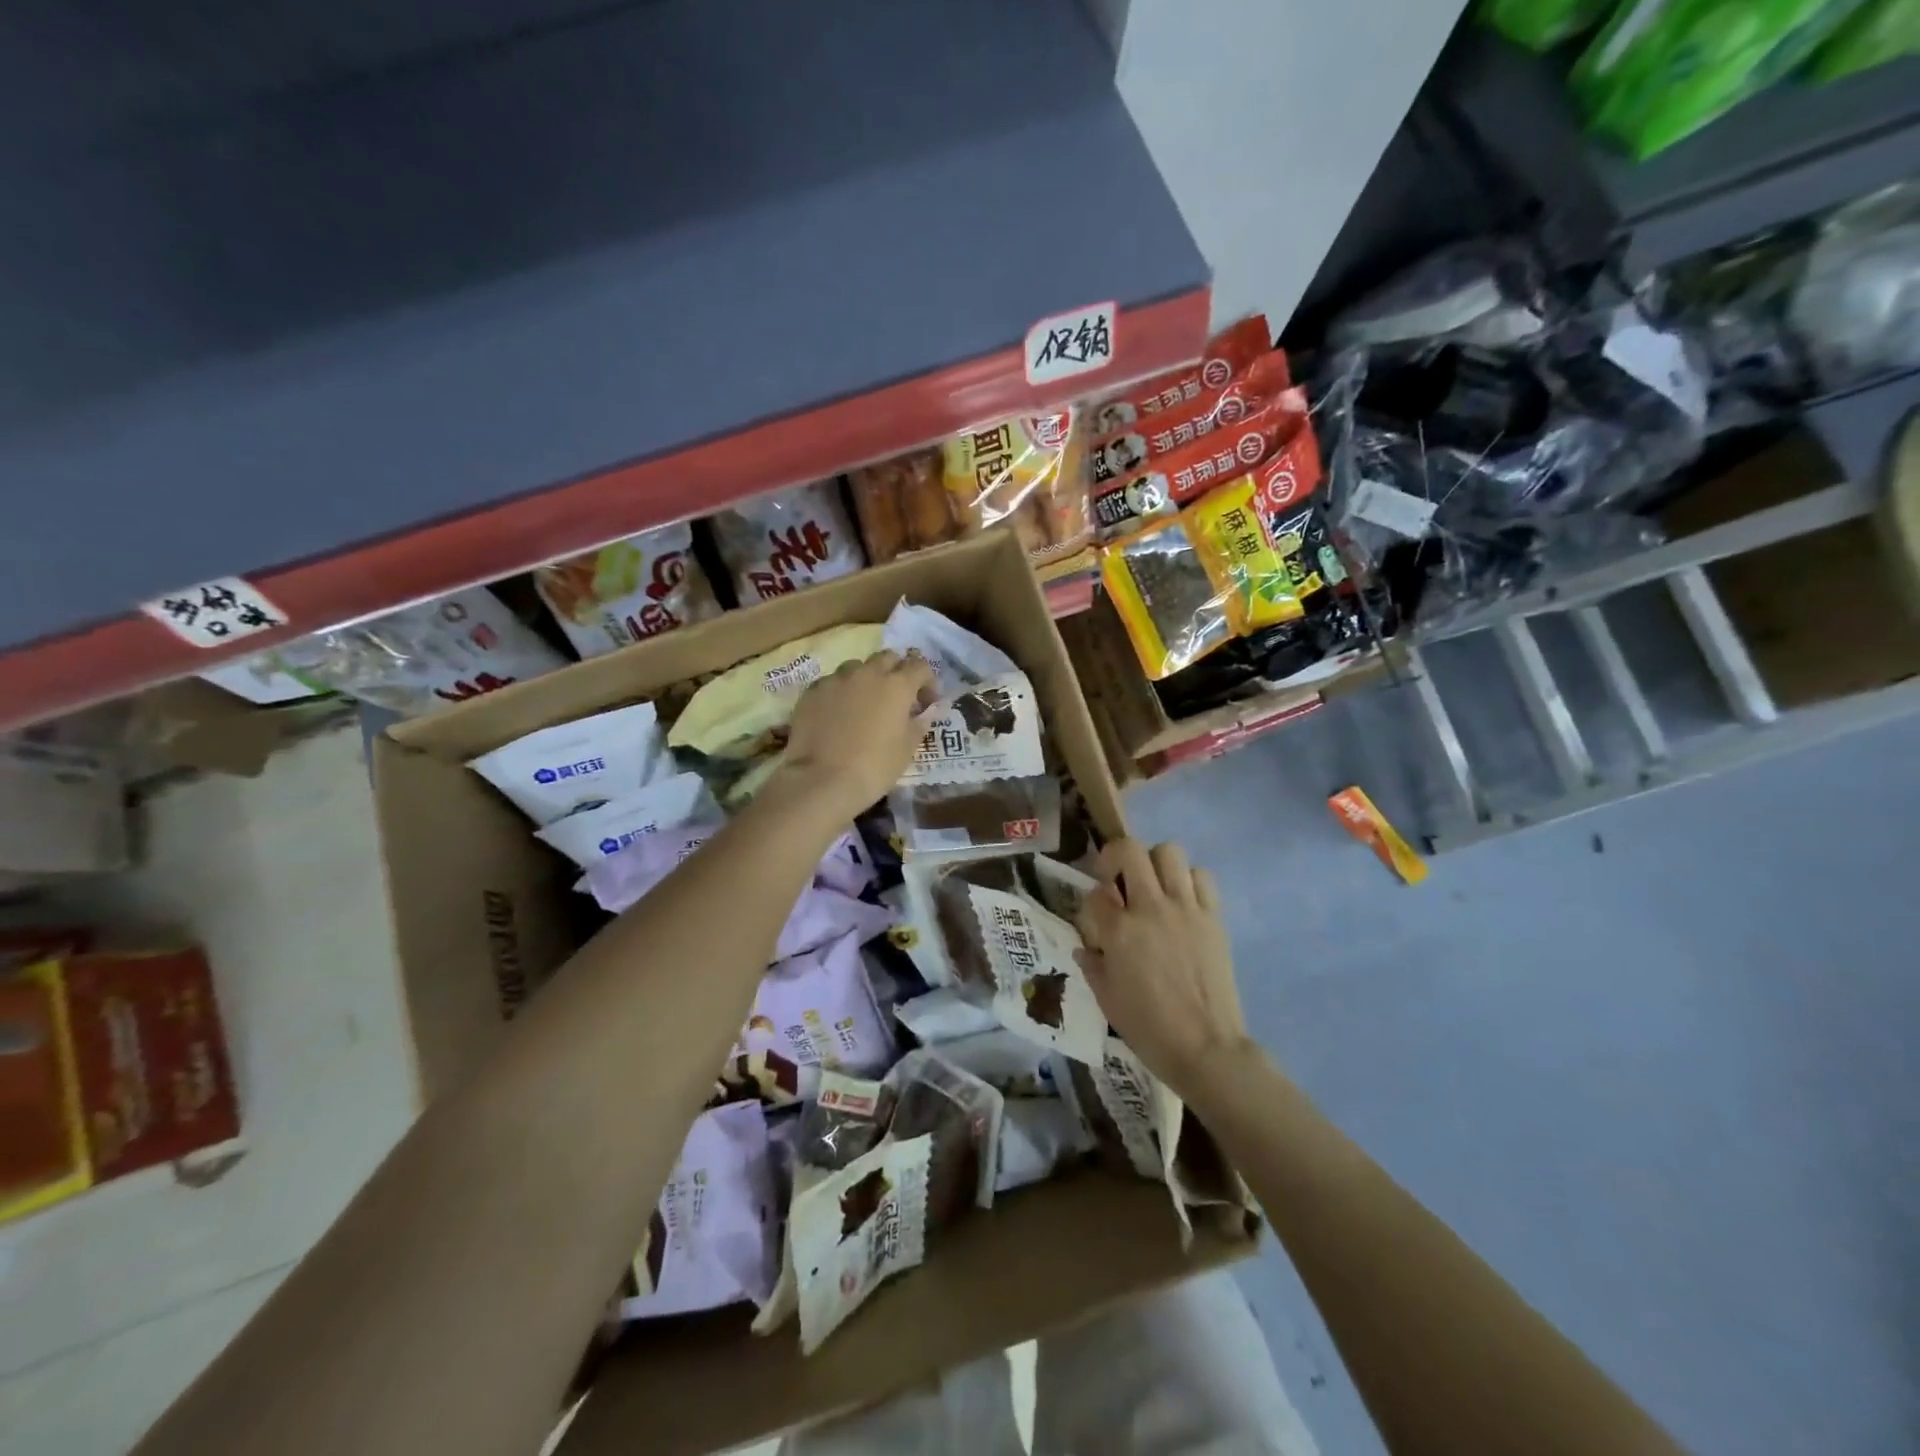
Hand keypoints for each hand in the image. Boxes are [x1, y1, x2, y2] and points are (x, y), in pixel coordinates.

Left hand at [776, 650, 935, 824]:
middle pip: (887, 658)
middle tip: (897, 697)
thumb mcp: (906, 749)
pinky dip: (840, 692)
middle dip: (896, 671)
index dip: (927, 682)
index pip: (919, 666)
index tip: (926, 702)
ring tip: (864, 703)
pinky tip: (837, 713)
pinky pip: (832, 682)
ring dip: (866, 678)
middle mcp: (867, 673)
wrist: (821, 780)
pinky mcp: (812, 691)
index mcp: (897, 685)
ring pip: (856, 667)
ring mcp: (836, 679)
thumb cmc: (874, 767)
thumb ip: (920, 723)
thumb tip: (928, 710)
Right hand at [1076, 840, 1255, 1099]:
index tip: (1098, 919)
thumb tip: (1085, 947)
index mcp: (1119, 931)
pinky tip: (1183, 901)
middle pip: (1129, 850)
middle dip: (1116, 857)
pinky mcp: (1213, 916)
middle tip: (1117, 879)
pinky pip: (1201, 876)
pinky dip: (1189, 880)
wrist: (1206, 1049)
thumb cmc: (1149, 1028)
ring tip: (1153, 887)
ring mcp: (1186, 908)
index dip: (1092, 903)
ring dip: (1154, 863)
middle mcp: (1151, 908)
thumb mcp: (1106, 999)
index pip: (1095, 894)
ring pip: (1168, 852)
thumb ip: (1092, 965)